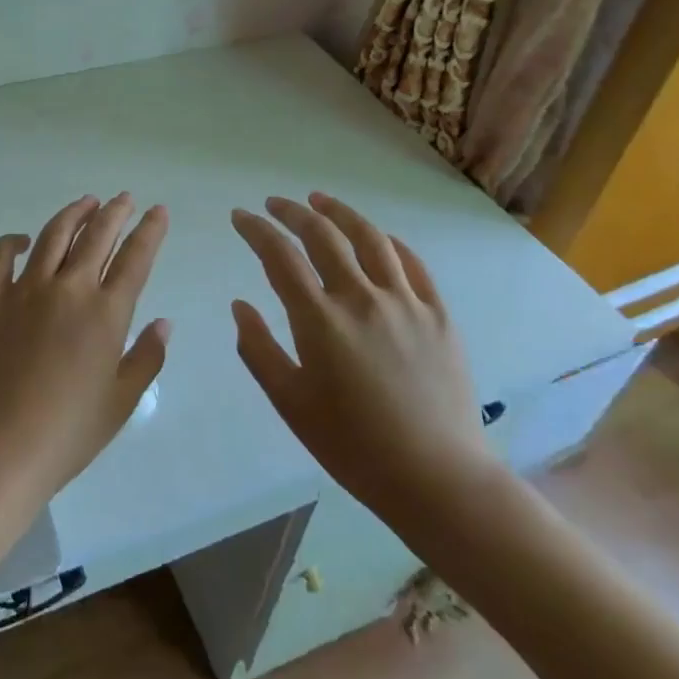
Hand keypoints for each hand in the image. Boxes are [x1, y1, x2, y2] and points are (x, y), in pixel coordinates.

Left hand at [0, 194, 170, 498]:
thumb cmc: (68, 433)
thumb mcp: (121, 402)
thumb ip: (146, 358)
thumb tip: (163, 323)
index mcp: (106, 313)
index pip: (135, 257)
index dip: (150, 230)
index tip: (157, 211)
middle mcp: (68, 288)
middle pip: (97, 236)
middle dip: (115, 212)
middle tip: (124, 198)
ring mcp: (24, 289)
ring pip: (53, 235)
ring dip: (74, 214)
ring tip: (86, 203)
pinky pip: (0, 255)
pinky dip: (12, 241)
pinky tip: (23, 240)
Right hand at [230, 193, 500, 524]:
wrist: (437, 478)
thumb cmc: (353, 446)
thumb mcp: (291, 403)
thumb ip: (259, 349)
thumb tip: (240, 305)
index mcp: (320, 320)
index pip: (280, 256)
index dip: (256, 230)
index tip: (241, 217)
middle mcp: (362, 298)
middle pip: (323, 235)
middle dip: (293, 212)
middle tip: (275, 204)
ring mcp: (405, 302)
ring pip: (369, 238)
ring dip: (340, 212)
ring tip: (320, 201)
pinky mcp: (438, 314)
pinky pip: (411, 263)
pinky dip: (387, 241)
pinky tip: (376, 237)